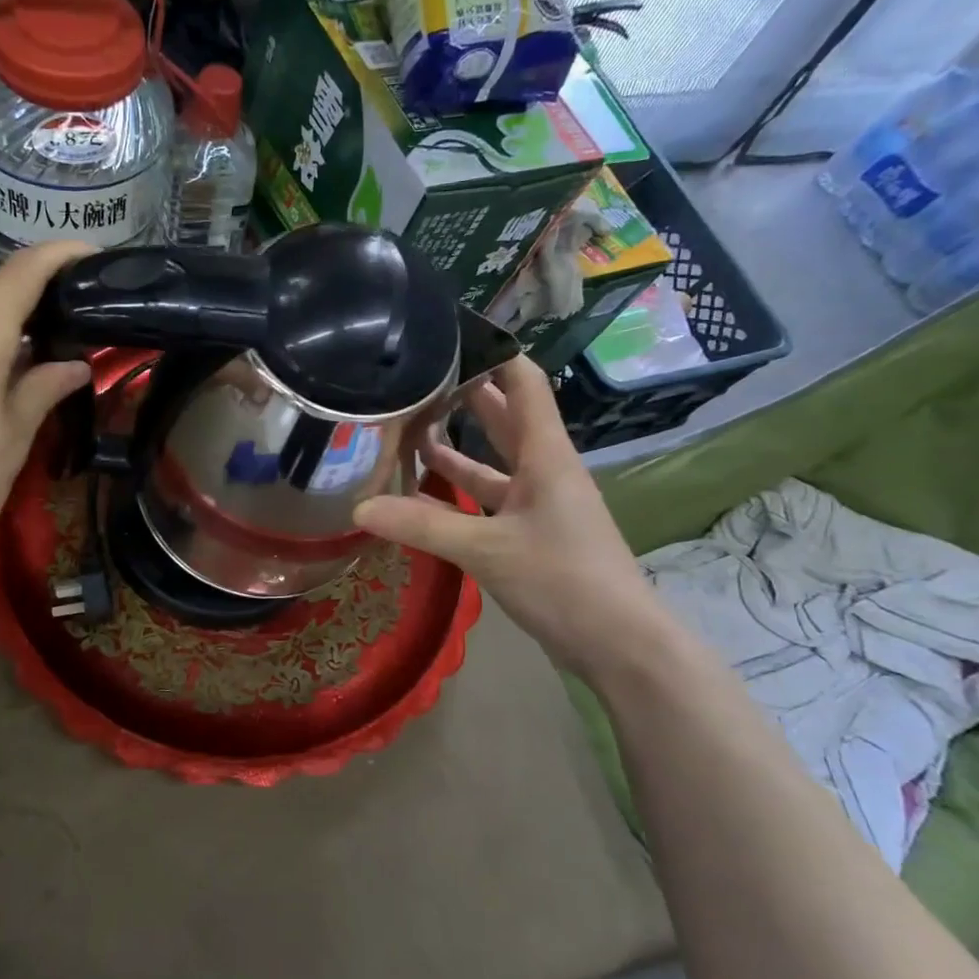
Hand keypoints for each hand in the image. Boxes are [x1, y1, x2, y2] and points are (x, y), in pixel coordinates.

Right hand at [354, 355, 671, 678]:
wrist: (619, 643)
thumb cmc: (563, 580)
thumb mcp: (486, 550)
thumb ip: (422, 526)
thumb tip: (359, 508)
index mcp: (546, 456)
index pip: (524, 384)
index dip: (494, 354)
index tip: (453, 335)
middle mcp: (545, 470)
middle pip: (508, 418)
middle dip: (470, 394)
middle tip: (423, 376)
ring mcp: (540, 504)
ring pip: (496, 463)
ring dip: (460, 446)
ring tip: (413, 428)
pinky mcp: (532, 535)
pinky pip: (491, 502)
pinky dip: (460, 495)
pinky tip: (424, 495)